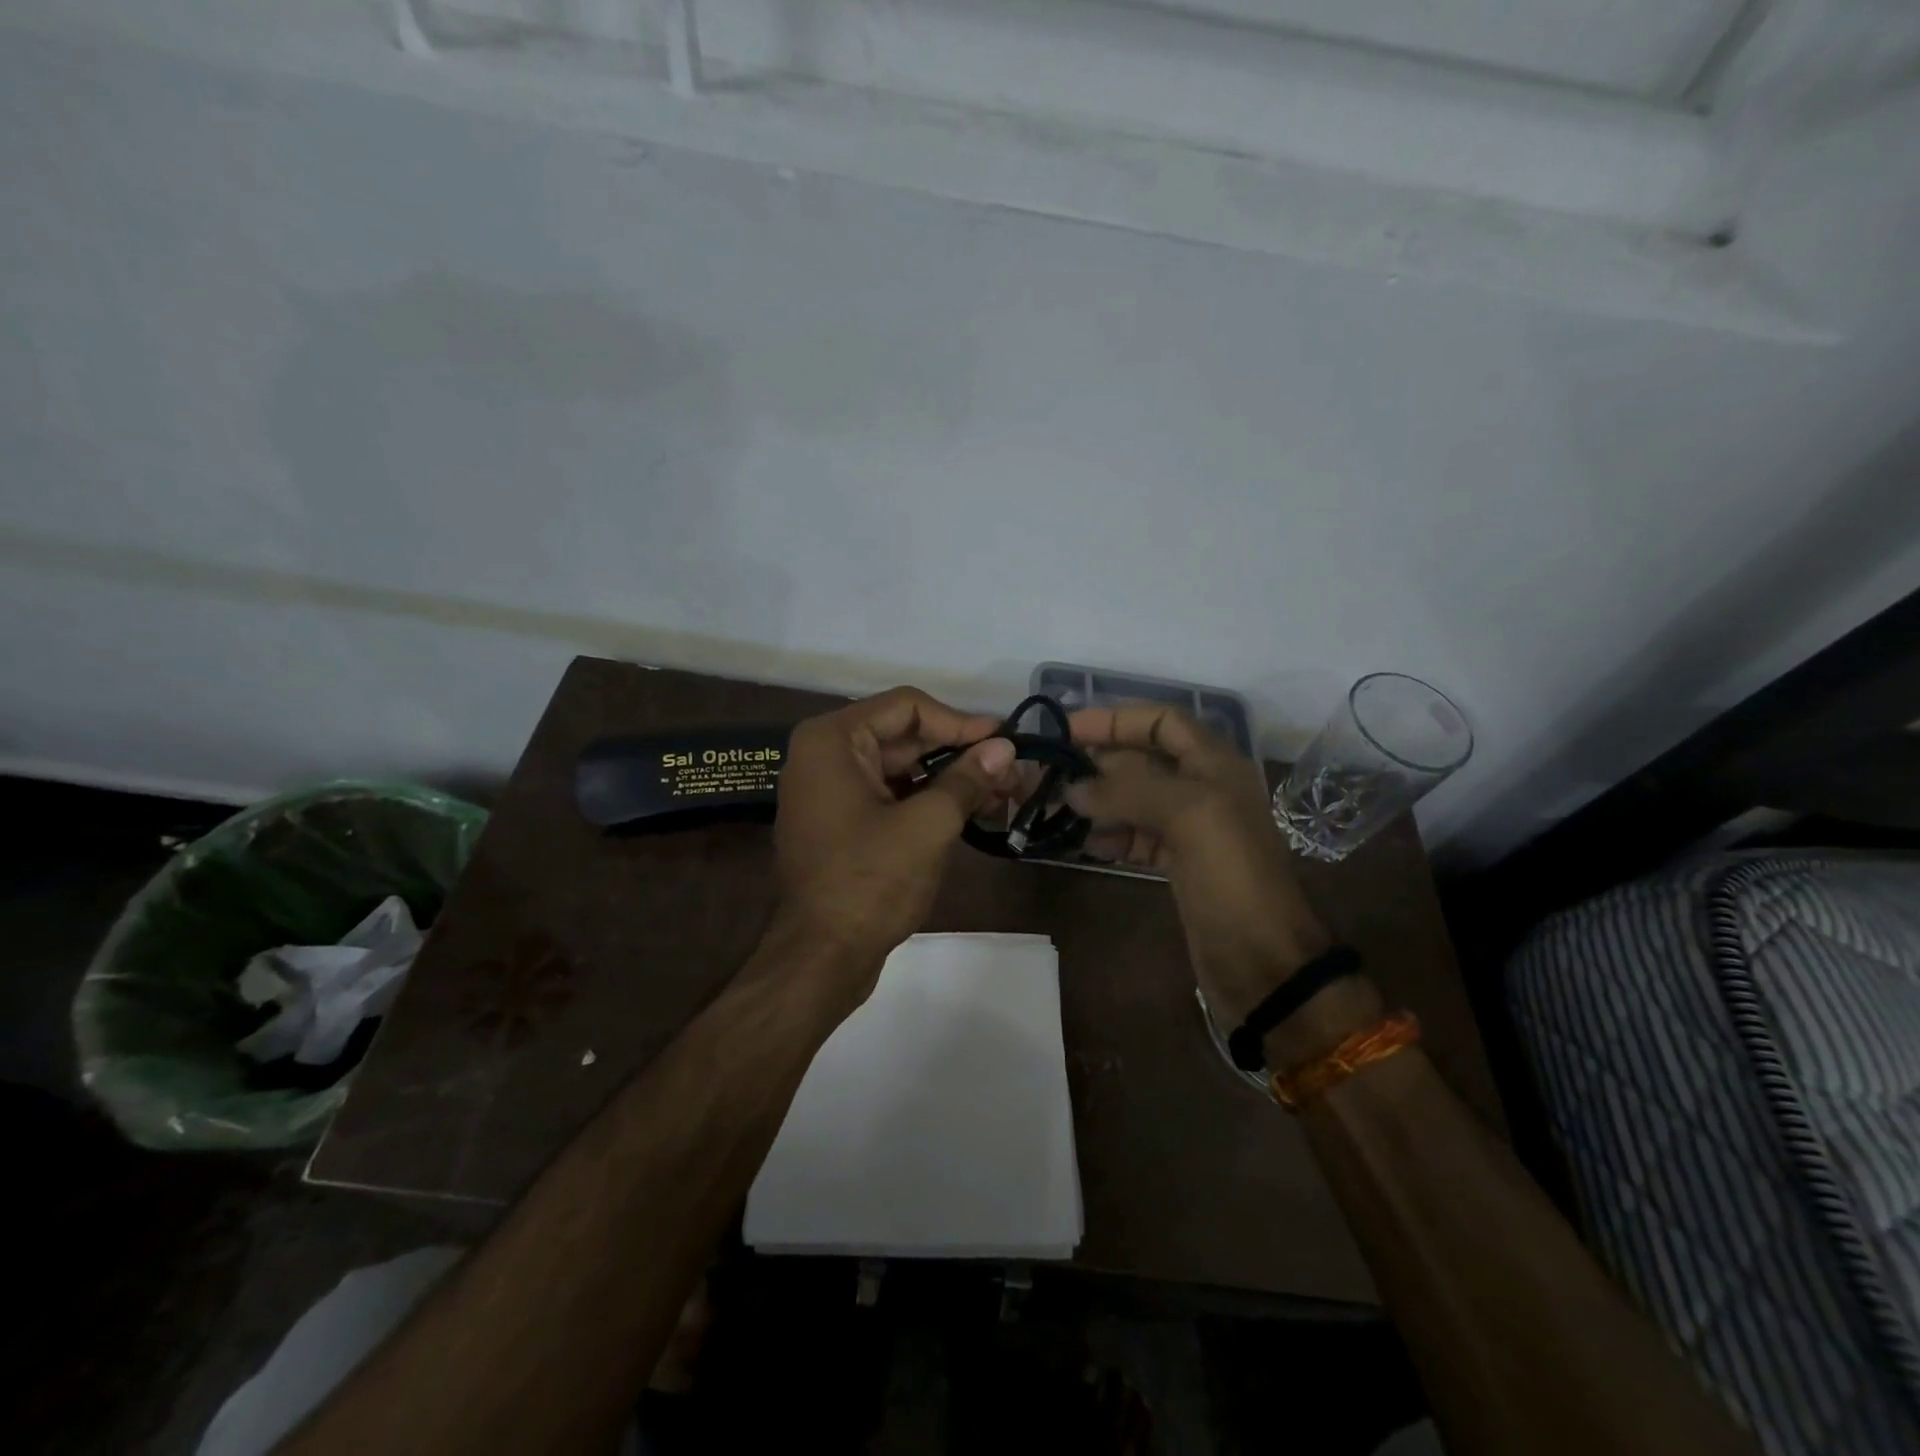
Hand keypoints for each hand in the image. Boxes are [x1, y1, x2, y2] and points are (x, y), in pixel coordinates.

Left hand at [772, 688, 1017, 997]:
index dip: (960, 721)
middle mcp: (825, 755)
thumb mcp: (927, 825)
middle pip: (905, 736)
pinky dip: (928, 800)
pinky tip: (971, 813)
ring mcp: (831, 790)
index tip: (1005, 742)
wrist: (820, 958)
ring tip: (1002, 794)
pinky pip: (890, 795)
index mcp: (833, 740)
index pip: (908, 706)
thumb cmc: (869, 883)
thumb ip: (967, 779)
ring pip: (901, 768)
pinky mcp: (842, 822)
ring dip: (950, 778)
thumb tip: (1006, 747)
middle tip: (1012, 772)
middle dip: (960, 753)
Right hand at [1067, 705, 1334, 1029]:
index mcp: (1214, 764)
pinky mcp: (1178, 863)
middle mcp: (1202, 788)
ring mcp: (1190, 828)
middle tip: (1050, 774)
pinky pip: (1135, 836)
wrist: (1262, 960)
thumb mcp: (1187, 814)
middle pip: (1142, 760)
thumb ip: (1128, 791)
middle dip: (1099, 763)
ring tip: (1057, 809)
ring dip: (1098, 801)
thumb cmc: (1231, 874)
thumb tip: (1072, 788)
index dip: (1117, 718)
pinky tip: (1083, 843)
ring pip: (1134, 800)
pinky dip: (1109, 836)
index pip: (1162, 721)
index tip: (1069, 729)